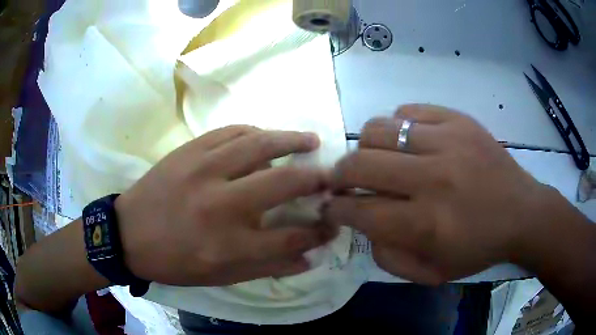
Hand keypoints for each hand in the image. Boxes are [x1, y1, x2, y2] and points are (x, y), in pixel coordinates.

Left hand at [115, 126, 335, 285]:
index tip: (331, 224)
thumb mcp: (219, 277)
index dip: (318, 232)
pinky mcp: (190, 150)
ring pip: (259, 145)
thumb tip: (308, 258)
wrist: (128, 233)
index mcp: (228, 245)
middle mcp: (220, 204)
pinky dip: (256, 131)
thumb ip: (266, 268)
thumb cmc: (173, 261)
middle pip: (283, 183)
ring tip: (312, 141)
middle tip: (331, 176)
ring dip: (291, 140)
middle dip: (315, 179)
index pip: (290, 237)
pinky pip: (231, 131)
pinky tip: (267, 135)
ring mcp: (203, 170)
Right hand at [325, 104, 553, 284]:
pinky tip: (405, 141)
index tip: (330, 207)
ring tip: (374, 158)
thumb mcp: (433, 272)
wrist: (522, 212)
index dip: (336, 209)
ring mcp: (448, 141)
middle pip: (360, 164)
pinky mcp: (458, 119)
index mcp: (427, 225)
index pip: (360, 211)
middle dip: (339, 176)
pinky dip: (397, 125)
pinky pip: (408, 110)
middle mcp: (433, 178)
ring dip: (365, 147)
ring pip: (378, 129)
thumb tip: (364, 225)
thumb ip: (389, 256)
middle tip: (342, 182)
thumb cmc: (479, 247)